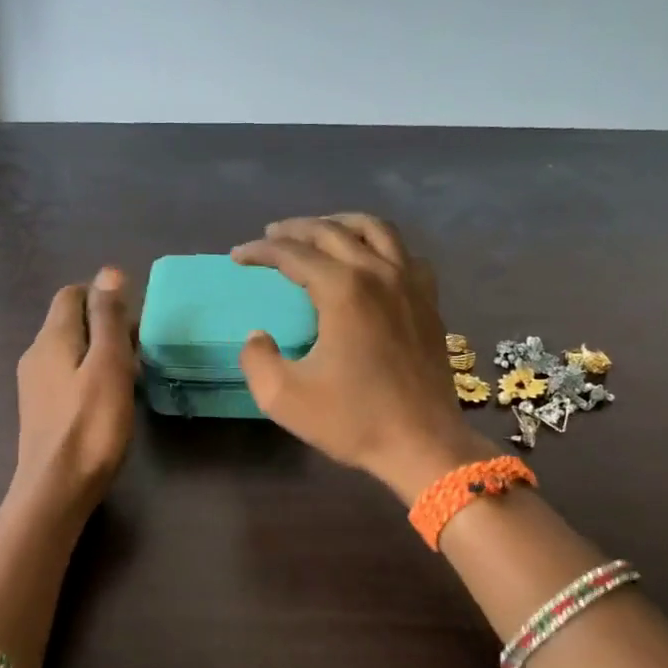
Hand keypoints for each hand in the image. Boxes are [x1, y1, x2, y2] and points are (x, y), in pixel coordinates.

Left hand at [13, 267, 136, 517]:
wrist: (56, 489)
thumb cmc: (91, 425)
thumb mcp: (109, 365)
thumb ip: (109, 318)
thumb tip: (109, 272)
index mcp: (51, 337)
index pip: (72, 294)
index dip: (103, 296)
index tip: (134, 318)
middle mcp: (36, 353)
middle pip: (70, 321)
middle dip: (105, 324)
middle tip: (139, 348)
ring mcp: (34, 383)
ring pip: (70, 350)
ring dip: (99, 351)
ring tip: (130, 373)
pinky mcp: (41, 409)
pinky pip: (66, 375)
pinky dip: (89, 374)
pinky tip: (108, 397)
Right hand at [232, 215, 493, 500]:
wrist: (422, 443)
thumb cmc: (353, 420)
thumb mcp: (284, 397)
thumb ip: (256, 359)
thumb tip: (258, 337)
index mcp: (343, 290)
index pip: (293, 254)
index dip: (261, 251)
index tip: (238, 256)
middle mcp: (378, 273)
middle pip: (332, 231)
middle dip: (296, 229)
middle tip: (271, 235)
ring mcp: (410, 284)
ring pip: (376, 230)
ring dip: (341, 224)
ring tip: (319, 231)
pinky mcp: (429, 300)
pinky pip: (405, 254)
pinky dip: (381, 246)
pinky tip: (370, 260)